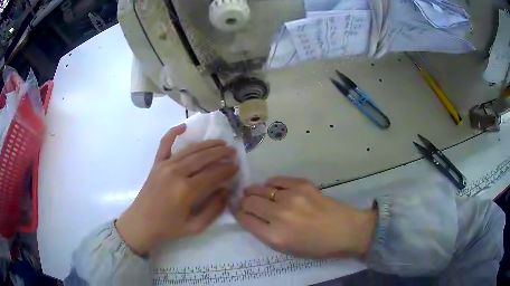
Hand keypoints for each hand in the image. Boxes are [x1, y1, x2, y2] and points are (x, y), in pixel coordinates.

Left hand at [116, 124, 238, 254]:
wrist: (141, 223)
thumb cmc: (168, 228)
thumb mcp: (195, 227)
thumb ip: (214, 210)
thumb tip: (226, 191)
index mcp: (186, 190)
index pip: (213, 174)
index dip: (227, 169)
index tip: (237, 167)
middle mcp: (176, 173)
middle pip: (203, 157)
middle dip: (221, 153)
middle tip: (233, 152)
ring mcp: (164, 165)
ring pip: (190, 150)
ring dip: (207, 144)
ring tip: (221, 143)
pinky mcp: (156, 164)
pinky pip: (164, 144)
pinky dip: (173, 133)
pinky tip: (183, 126)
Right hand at [236, 177, 376, 258]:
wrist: (345, 231)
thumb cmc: (316, 246)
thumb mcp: (286, 249)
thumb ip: (265, 233)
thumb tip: (250, 216)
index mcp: (275, 236)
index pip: (245, 219)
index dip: (238, 214)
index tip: (238, 211)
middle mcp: (279, 215)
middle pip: (248, 202)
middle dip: (244, 202)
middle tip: (247, 203)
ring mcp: (291, 197)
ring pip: (259, 189)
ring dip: (254, 192)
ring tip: (257, 194)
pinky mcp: (302, 184)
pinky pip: (276, 180)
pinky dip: (271, 185)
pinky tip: (274, 189)